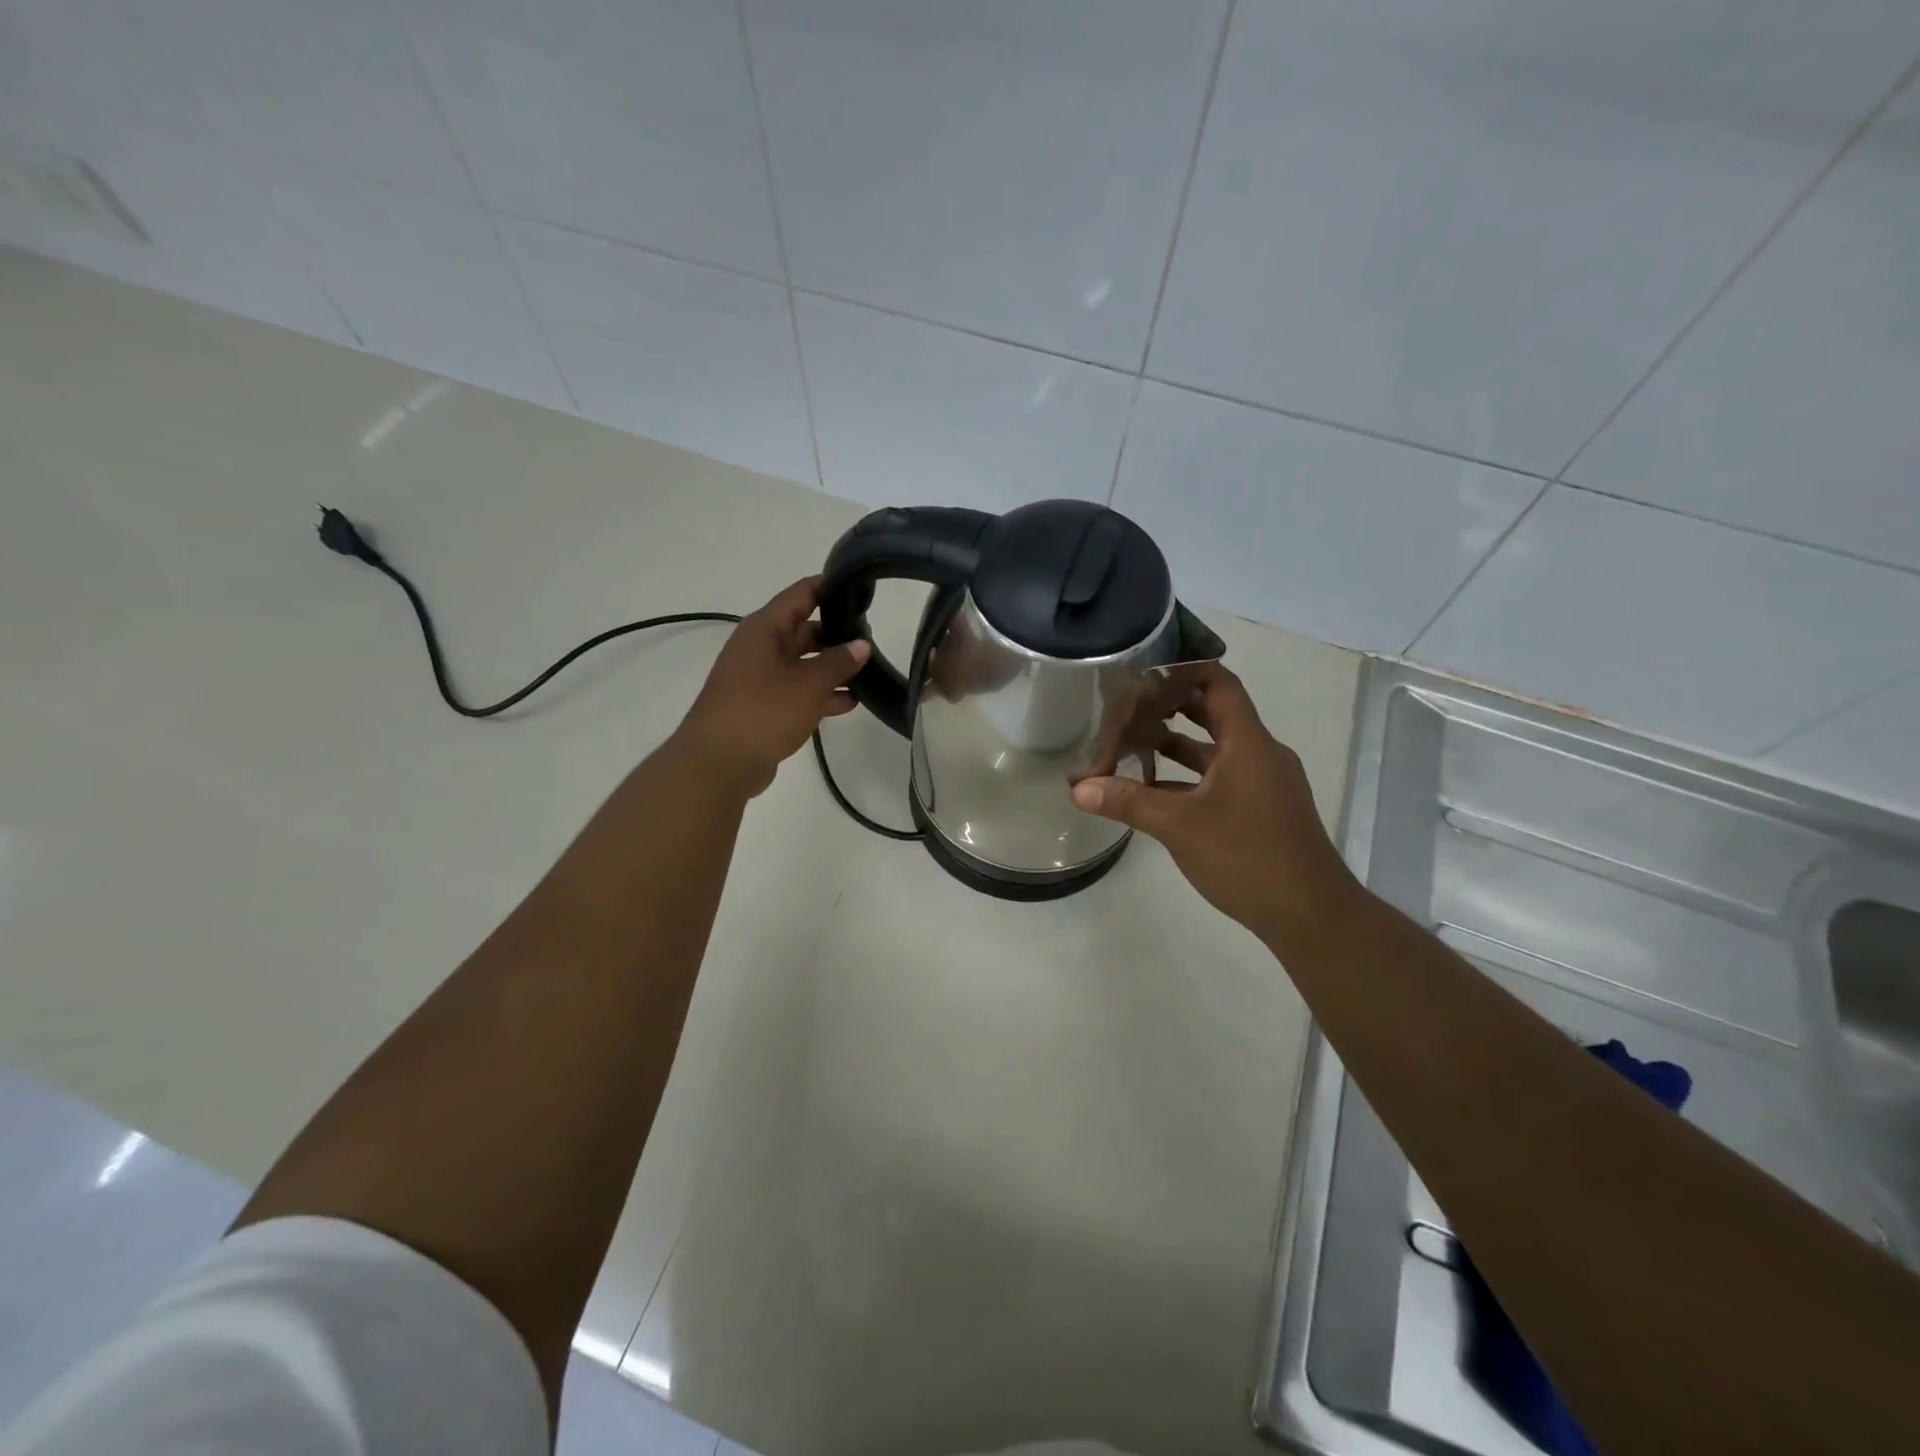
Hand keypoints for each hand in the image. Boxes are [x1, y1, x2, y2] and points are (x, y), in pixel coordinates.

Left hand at [675, 577, 869, 797]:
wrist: (718, 762)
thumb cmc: (764, 710)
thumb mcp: (810, 683)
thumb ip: (839, 661)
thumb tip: (861, 645)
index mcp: (765, 628)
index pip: (802, 594)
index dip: (831, 587)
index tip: (861, 590)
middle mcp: (760, 647)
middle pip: (804, 630)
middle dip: (837, 634)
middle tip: (872, 640)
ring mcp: (759, 678)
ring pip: (802, 663)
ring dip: (832, 668)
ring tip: (869, 673)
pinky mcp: (762, 706)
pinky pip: (797, 690)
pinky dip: (821, 694)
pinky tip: (850, 703)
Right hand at [1070, 663, 1358, 948]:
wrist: (1310, 915)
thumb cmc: (1248, 856)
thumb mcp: (1179, 826)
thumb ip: (1128, 802)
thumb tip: (1078, 788)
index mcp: (1248, 743)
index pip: (1218, 683)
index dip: (1182, 671)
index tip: (1143, 673)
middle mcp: (1260, 754)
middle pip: (1214, 713)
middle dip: (1170, 707)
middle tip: (1128, 707)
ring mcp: (1264, 783)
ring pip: (1215, 750)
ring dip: (1176, 745)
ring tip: (1131, 745)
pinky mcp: (1262, 810)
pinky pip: (1221, 778)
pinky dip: (1188, 778)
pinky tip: (1154, 792)